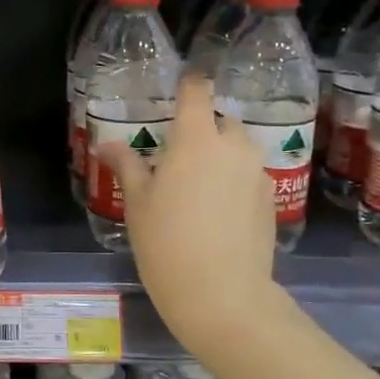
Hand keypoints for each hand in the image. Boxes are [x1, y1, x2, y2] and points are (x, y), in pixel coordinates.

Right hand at [96, 77, 278, 355]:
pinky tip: (220, 211)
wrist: (222, 294)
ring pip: (239, 148)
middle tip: (179, 156)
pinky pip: (250, 175)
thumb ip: (127, 165)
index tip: (178, 90)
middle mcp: (233, 146)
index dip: (188, 84)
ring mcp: (257, 172)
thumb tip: (108, 144)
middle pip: (221, 120)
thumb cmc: (167, 242)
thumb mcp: (137, 203)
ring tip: (200, 186)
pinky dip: (235, 180)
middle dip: (203, 129)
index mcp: (196, 138)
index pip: (196, 91)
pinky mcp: (271, 199)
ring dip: (222, 155)